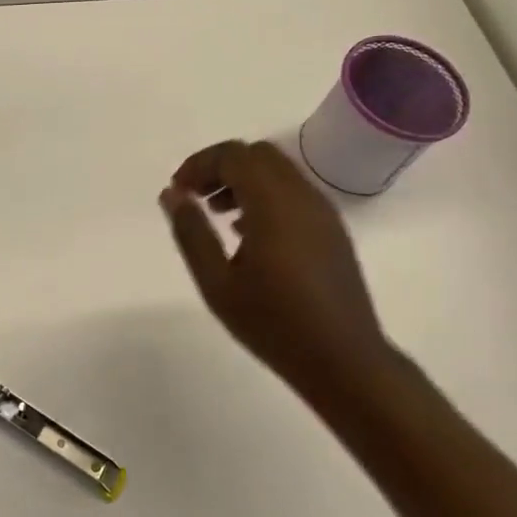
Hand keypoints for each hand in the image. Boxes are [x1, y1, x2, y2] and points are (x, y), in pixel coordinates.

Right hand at [159, 140, 392, 389]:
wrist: (344, 361)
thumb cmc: (274, 324)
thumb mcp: (217, 284)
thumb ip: (191, 233)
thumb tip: (172, 194)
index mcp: (273, 204)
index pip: (233, 155)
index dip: (200, 164)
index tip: (178, 191)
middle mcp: (302, 196)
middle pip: (257, 155)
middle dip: (221, 167)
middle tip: (195, 198)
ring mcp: (322, 211)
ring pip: (278, 171)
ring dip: (243, 180)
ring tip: (218, 215)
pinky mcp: (332, 229)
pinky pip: (294, 192)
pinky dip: (265, 195)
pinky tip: (248, 234)